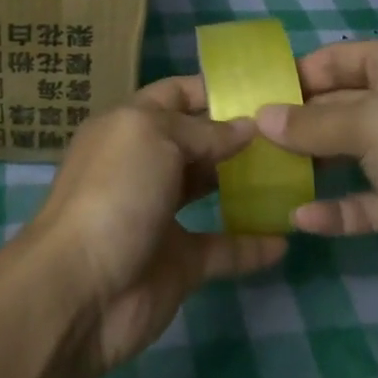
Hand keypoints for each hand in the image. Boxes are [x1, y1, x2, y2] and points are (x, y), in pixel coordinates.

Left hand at [26, 77, 286, 372]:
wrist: (81, 290)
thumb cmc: (114, 193)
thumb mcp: (153, 137)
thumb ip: (202, 130)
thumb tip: (246, 126)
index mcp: (130, 127)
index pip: (174, 94)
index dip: (213, 89)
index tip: (263, 88)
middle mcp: (146, 165)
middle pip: (198, 141)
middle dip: (238, 134)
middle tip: (291, 130)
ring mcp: (162, 215)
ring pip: (211, 190)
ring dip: (247, 183)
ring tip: (296, 172)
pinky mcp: (179, 262)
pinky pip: (223, 249)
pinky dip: (252, 245)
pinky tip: (287, 238)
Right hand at [254, 38, 377, 297]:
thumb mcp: (372, 124)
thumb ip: (313, 122)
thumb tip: (262, 117)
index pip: (335, 60)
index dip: (293, 77)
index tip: (248, 99)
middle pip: (338, 107)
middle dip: (295, 124)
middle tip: (244, 143)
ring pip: (350, 155)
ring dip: (312, 167)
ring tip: (261, 178)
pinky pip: (368, 200)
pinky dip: (339, 210)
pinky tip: (302, 220)